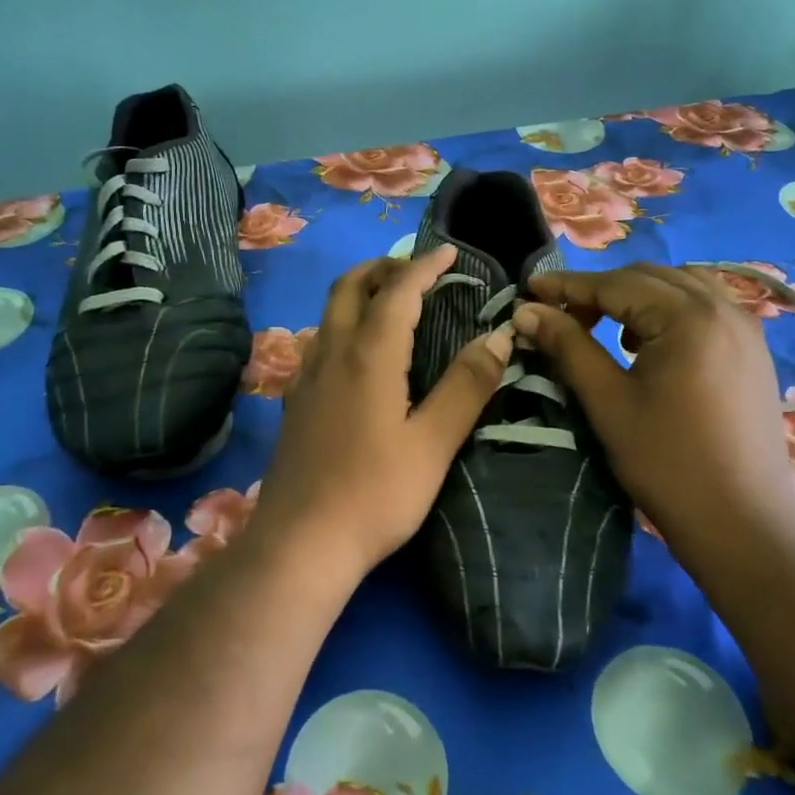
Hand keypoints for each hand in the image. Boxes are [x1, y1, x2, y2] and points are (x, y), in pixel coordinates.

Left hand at [249, 245, 513, 583]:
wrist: (300, 543)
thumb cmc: (376, 493)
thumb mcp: (434, 443)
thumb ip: (467, 386)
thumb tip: (499, 338)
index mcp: (369, 355)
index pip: (399, 291)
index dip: (425, 266)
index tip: (449, 252)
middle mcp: (332, 353)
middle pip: (350, 288)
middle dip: (383, 269)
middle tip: (416, 271)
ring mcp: (306, 377)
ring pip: (329, 313)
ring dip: (359, 293)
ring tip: (389, 303)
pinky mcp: (295, 402)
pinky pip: (319, 341)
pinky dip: (343, 325)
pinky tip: (357, 355)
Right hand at [514, 263, 794, 555]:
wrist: (742, 523)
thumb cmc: (667, 463)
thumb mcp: (608, 401)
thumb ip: (567, 346)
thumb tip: (526, 311)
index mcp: (688, 317)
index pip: (615, 285)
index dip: (567, 285)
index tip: (529, 290)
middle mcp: (723, 307)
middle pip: (648, 277)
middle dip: (600, 290)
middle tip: (561, 317)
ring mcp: (745, 327)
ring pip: (679, 286)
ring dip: (636, 297)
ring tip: (605, 328)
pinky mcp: (753, 349)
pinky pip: (705, 306)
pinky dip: (669, 309)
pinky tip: (648, 344)